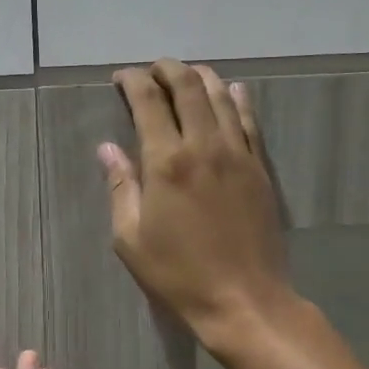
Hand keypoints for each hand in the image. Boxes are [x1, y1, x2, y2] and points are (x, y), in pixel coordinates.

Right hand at [102, 59, 292, 348]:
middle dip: (166, 69)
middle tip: (151, 69)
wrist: (244, 300)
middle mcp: (204, 146)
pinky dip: (237, 100)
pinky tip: (232, 91)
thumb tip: (108, 148)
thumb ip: (121, 187)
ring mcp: (238, 155)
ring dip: (200, 77)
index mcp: (166, 162)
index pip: (148, 102)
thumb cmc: (178, 274)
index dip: (133, 81)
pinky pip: (249, 122)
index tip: (121, 78)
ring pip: (221, 98)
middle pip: (187, 87)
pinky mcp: (260, 169)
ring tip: (185, 73)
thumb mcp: (131, 238)